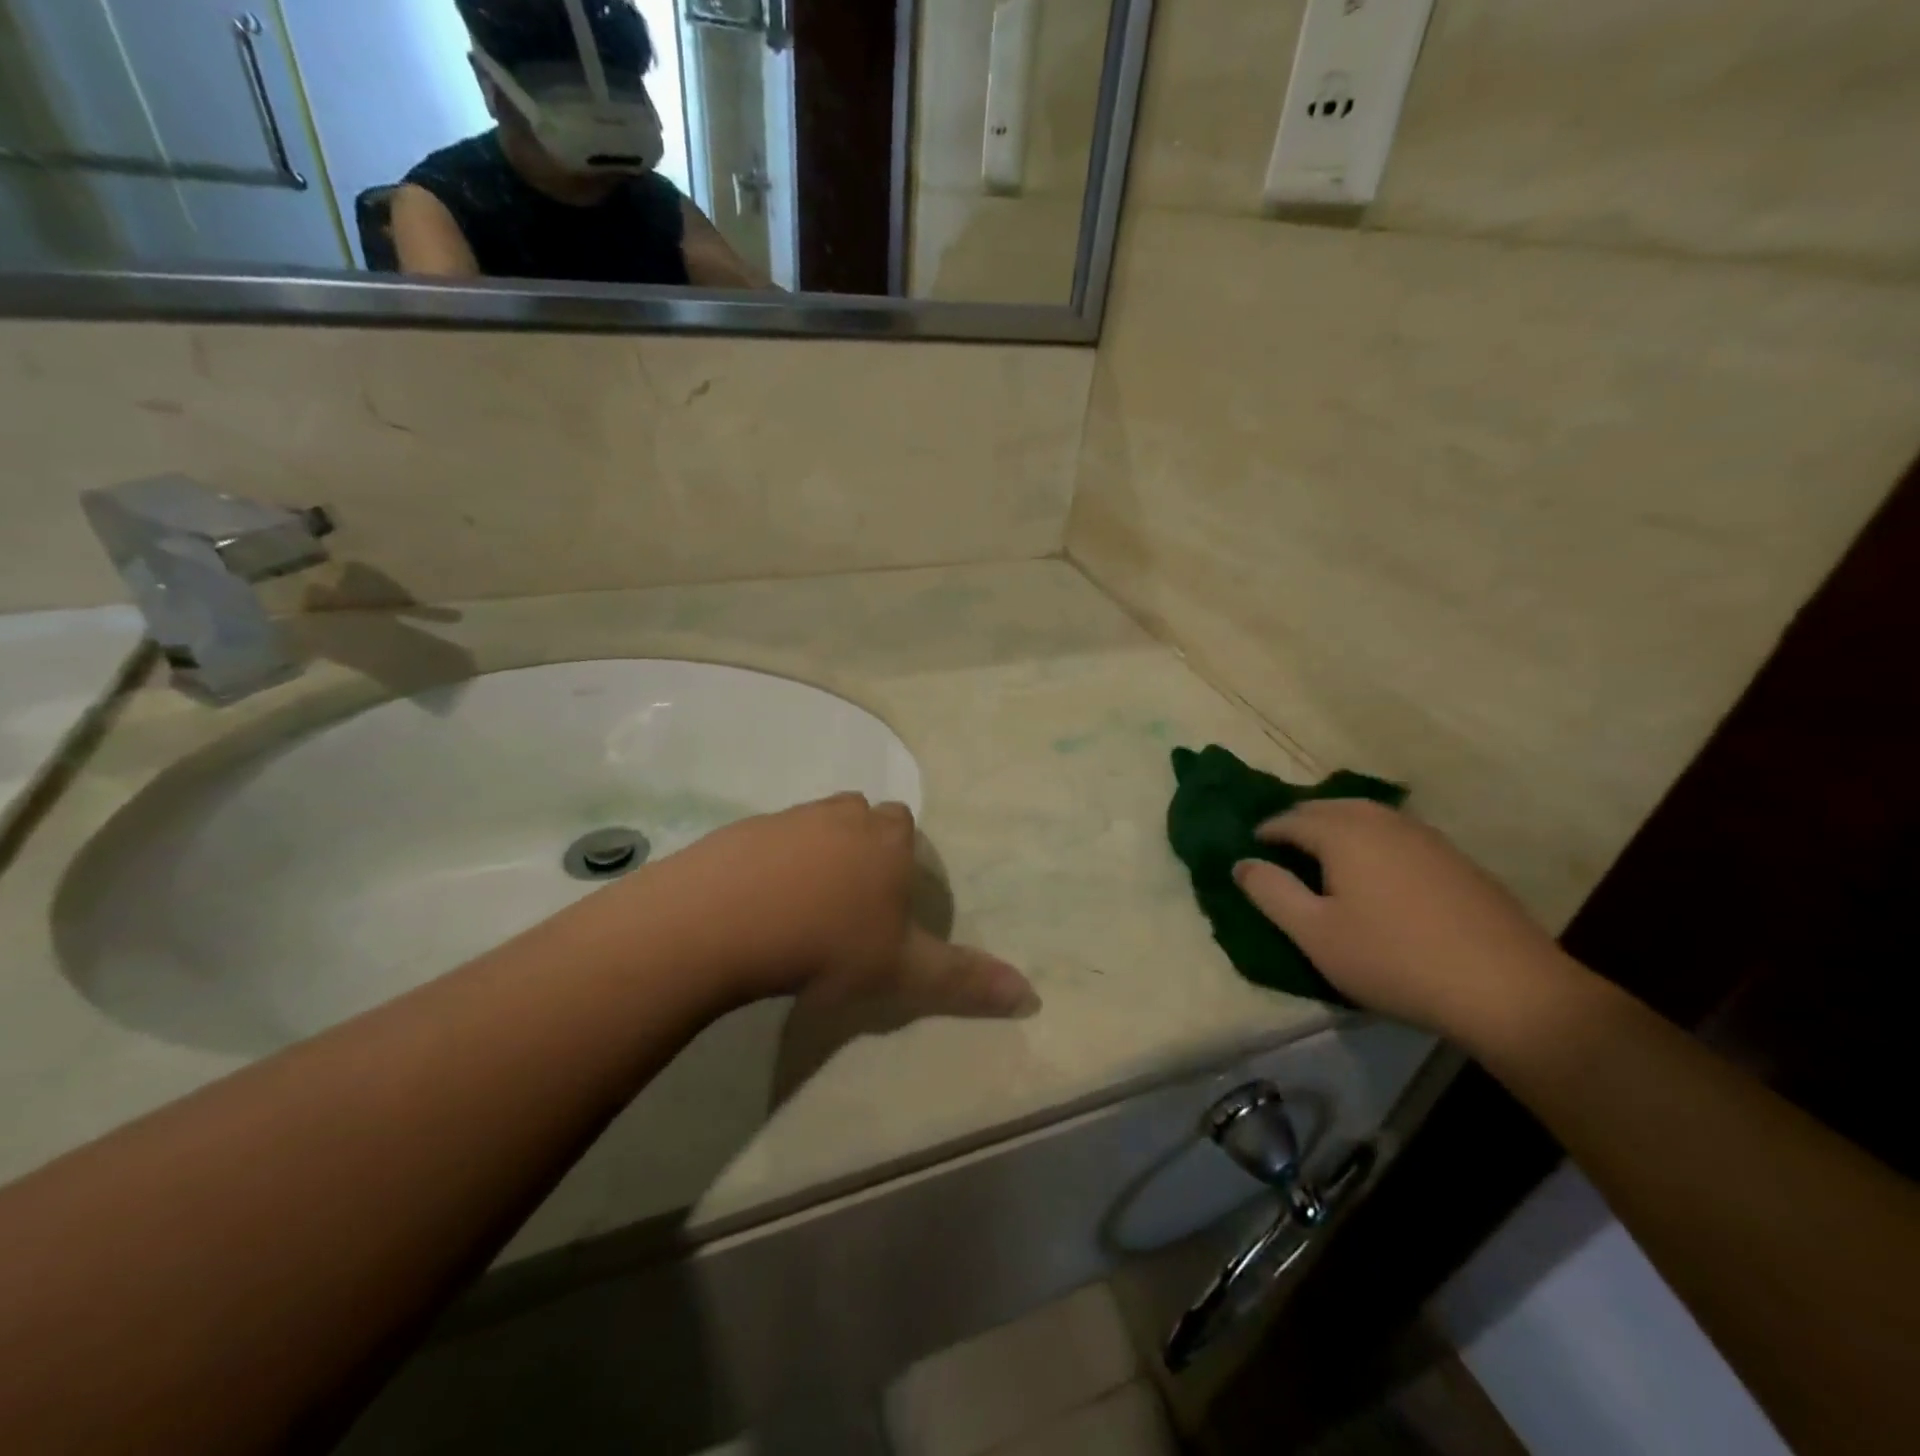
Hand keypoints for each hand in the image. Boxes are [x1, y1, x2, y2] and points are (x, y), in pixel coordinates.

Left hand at [641, 794, 1038, 1019]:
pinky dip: (769, 860)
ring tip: (801, 903)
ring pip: (814, 824)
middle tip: (848, 898)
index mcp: (885, 840)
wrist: (726, 921)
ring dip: (815, 851)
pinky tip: (756, 902)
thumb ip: (964, 979)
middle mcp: (841, 816)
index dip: (899, 854)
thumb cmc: (828, 943)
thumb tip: (1032, 995)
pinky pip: (767, 839)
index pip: (903, 825)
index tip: (886, 894)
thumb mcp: (902, 971)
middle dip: (861, 845)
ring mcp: (789, 818)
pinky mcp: (743, 829)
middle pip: (860, 817)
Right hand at [1231, 800, 1573, 1035]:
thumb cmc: (1393, 959)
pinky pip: (1398, 833)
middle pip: (1331, 807)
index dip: (1267, 832)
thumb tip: (1241, 863)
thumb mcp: (1315, 934)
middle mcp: (1383, 823)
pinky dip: (1373, 838)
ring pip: (1368, 815)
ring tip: (1325, 852)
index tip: (1251, 848)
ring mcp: (1426, 838)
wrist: (1506, 987)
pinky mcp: (1455, 859)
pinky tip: (1377, 868)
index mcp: (1344, 834)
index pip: (1292, 819)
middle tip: (1283, 845)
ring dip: (1338, 824)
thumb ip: (1271, 893)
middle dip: (1301, 820)